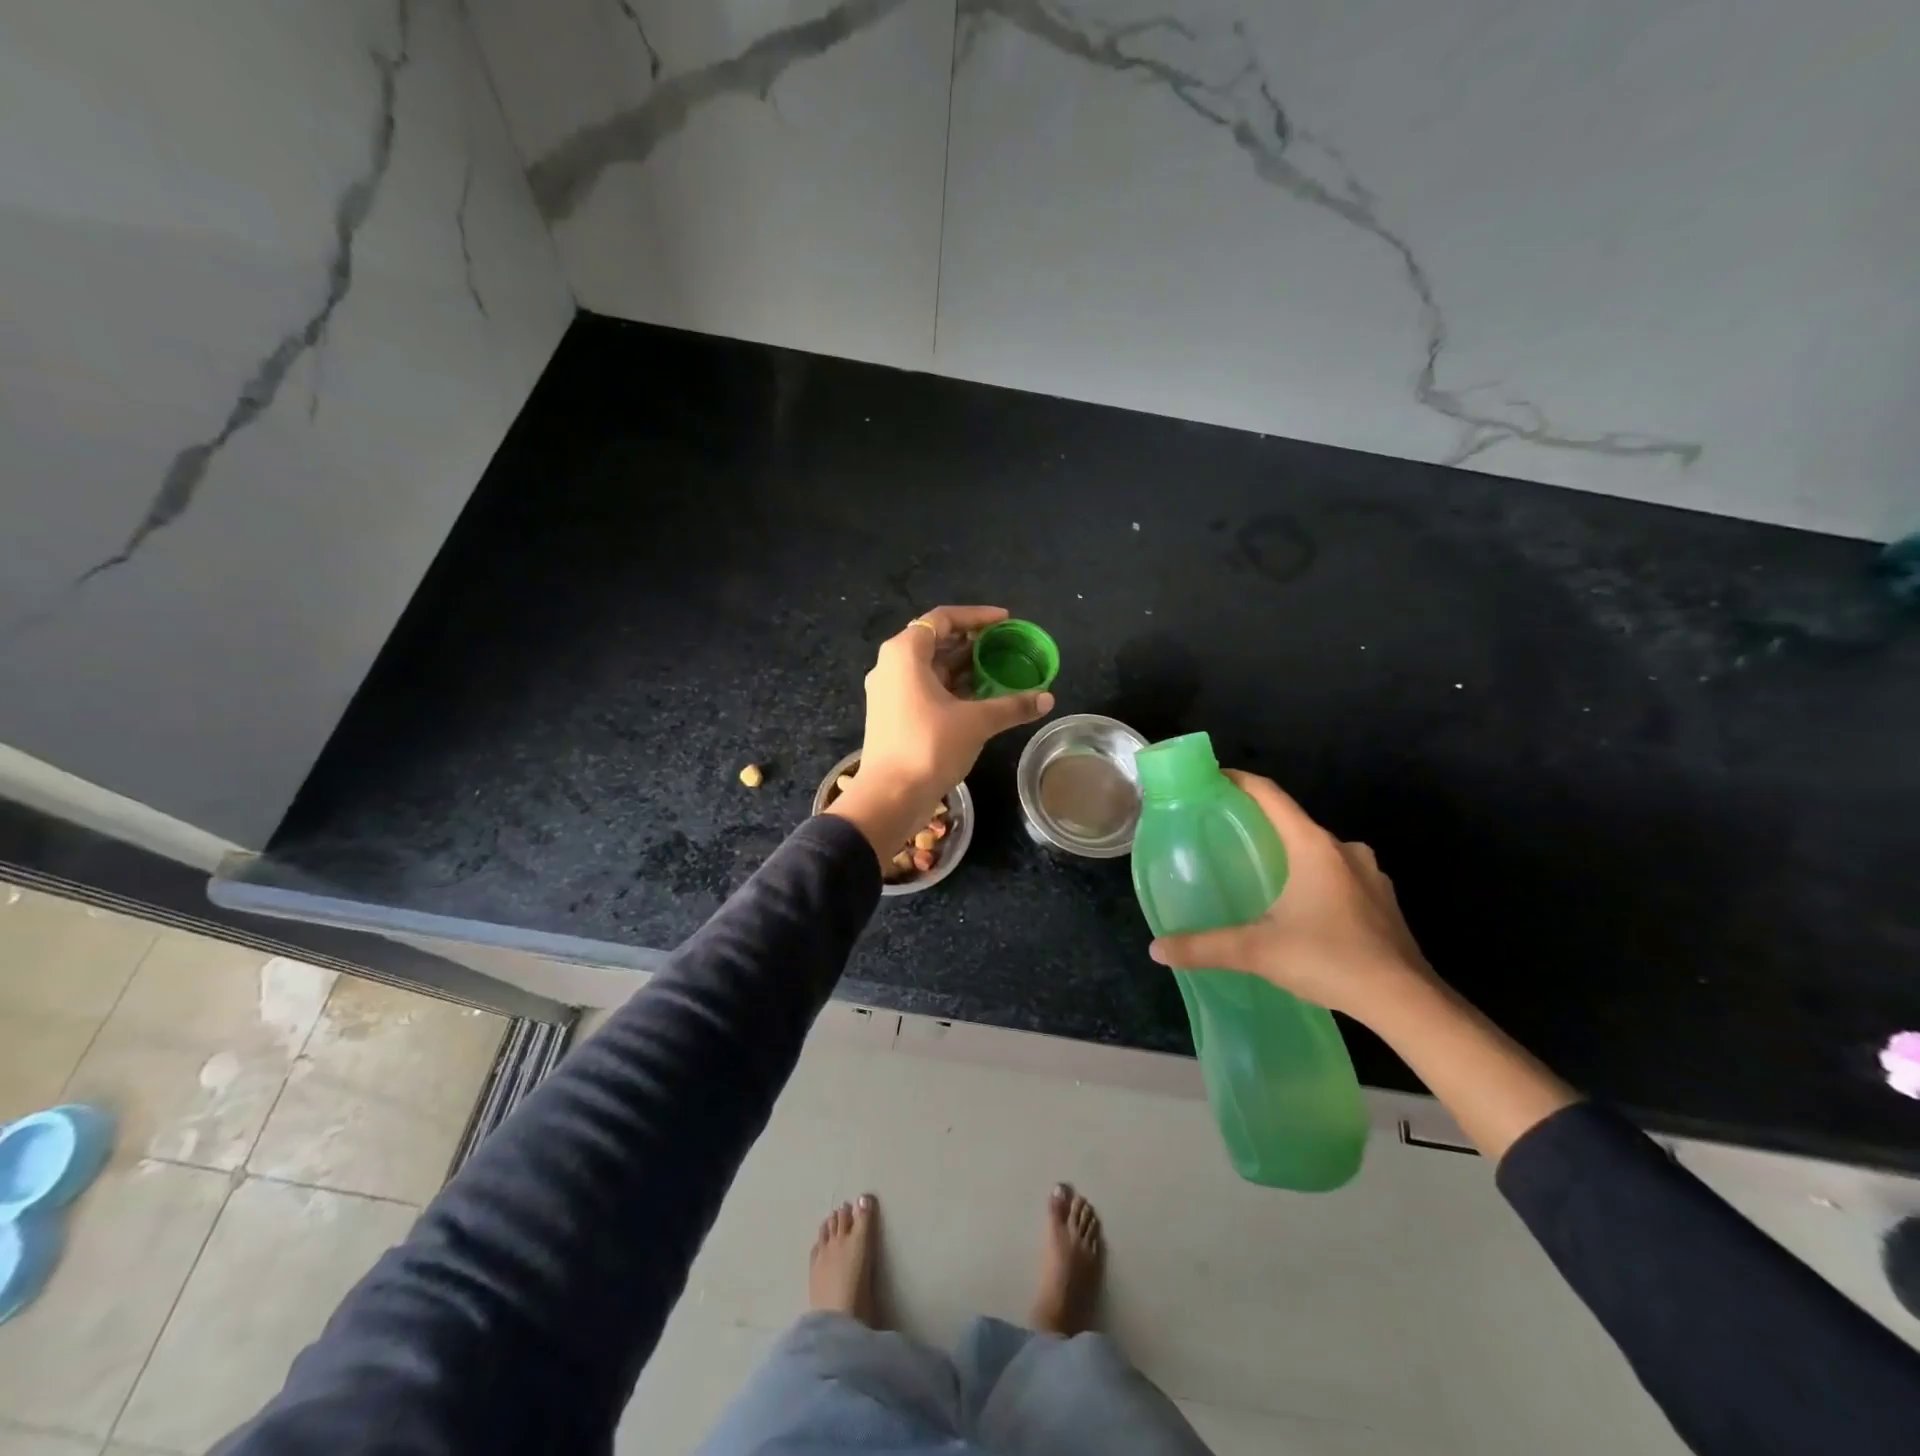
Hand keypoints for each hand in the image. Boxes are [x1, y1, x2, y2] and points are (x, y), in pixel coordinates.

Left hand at [828, 605, 1053, 859]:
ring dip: (963, 667)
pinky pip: (925, 688)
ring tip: (998, 670)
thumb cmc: (929, 746)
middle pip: (935, 640)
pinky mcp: (892, 714)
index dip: (977, 616)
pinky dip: (952, 687)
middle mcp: (891, 665)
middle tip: (1005, 646)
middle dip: (972, 642)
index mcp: (905, 653)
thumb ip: (1012, 705)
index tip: (1006, 621)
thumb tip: (1047, 699)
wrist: (890, 796)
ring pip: (930, 667)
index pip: (943, 618)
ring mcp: (889, 691)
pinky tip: (980, 698)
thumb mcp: (976, 722)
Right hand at [1147, 770, 1437, 1024]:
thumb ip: (1205, 947)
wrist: (1407, 1003)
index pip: (1270, 795)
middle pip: (1293, 821)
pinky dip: (1315, 879)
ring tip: (1259, 872)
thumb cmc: (1330, 959)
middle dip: (1259, 823)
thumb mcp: (1258, 952)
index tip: (1210, 778)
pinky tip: (1300, 908)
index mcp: (1313, 846)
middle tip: (1224, 835)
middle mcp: (1344, 850)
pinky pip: (1339, 875)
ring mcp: (1370, 875)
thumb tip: (1156, 949)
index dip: (1239, 781)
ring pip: (1319, 851)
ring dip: (1290, 854)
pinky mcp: (1383, 901)